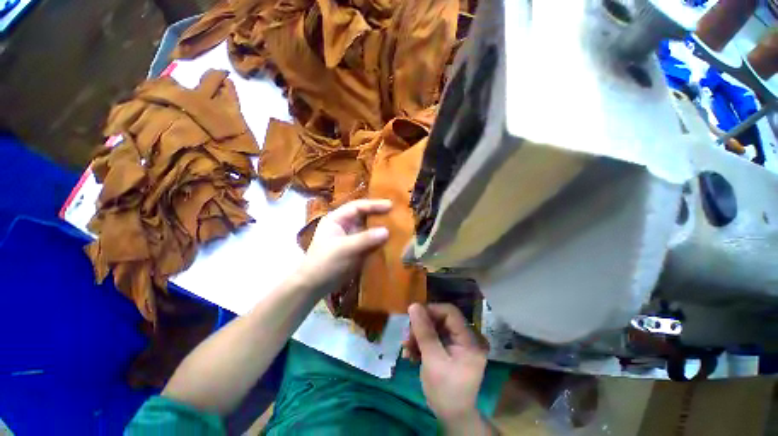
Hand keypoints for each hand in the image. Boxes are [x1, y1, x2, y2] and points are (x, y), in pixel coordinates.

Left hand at [297, 199, 391, 298]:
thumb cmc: (325, 263)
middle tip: (396, 214)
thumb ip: (365, 239)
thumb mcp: (344, 248)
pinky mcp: (357, 249)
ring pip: (369, 229)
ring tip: (398, 226)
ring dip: (381, 228)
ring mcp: (351, 237)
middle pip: (364, 216)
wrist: (315, 286)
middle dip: (379, 215)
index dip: (374, 205)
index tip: (390, 205)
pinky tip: (391, 240)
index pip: (357, 207)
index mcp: (337, 219)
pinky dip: (380, 241)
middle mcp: (345, 225)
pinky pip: (371, 241)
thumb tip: (387, 231)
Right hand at [404, 303, 489, 431]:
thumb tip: (414, 305)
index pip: (450, 312)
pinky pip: (436, 338)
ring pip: (436, 328)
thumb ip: (424, 331)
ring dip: (419, 336)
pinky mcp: (453, 349)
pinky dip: (423, 343)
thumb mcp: (433, 360)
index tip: (412, 319)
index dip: (430, 311)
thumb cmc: (445, 391)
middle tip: (406, 338)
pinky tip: (411, 354)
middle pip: (442, 320)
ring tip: (406, 348)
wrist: (453, 417)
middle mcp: (469, 338)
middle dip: (422, 327)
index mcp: (470, 340)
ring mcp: (461, 344)